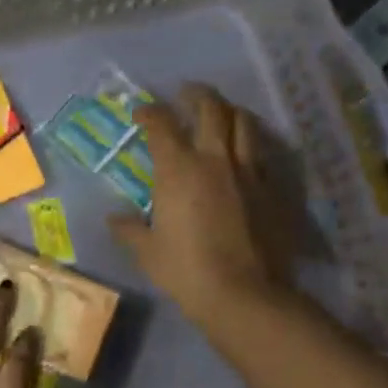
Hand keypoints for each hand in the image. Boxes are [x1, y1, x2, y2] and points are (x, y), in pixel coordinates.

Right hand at [108, 85, 290, 323]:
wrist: (244, 294)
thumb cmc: (186, 271)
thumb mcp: (147, 252)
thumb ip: (129, 230)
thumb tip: (114, 219)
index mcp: (178, 170)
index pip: (162, 125)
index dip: (149, 112)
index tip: (141, 112)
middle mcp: (215, 159)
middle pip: (211, 108)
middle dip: (196, 94)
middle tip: (187, 94)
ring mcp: (249, 172)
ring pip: (244, 123)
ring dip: (230, 112)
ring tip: (221, 114)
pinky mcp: (273, 189)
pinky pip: (262, 155)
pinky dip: (250, 145)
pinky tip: (245, 155)